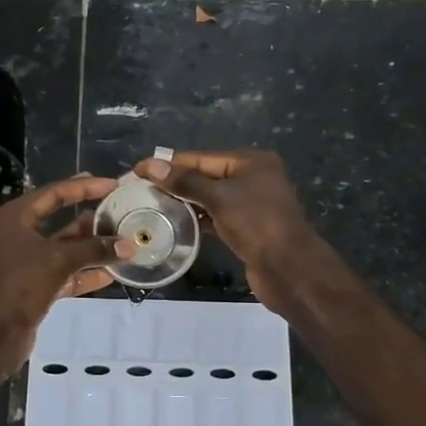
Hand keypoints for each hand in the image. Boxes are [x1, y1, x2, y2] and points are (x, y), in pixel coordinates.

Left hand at [0, 174, 132, 363]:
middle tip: (120, 210)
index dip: (84, 187)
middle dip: (91, 219)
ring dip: (91, 247)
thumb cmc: (21, 284)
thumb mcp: (59, 260)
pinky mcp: (34, 285)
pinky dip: (85, 272)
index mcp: (14, 217)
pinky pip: (64, 272)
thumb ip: (95, 249)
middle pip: (59, 219)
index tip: (112, 184)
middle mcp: (18, 235)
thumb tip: (130, 246)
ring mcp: (25, 261)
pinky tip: (111, 273)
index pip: (53, 193)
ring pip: (64, 248)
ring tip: (122, 240)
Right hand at [133, 149, 315, 312]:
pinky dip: (198, 219)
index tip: (138, 170)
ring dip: (184, 202)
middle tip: (141, 191)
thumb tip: (151, 165)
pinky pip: (216, 217)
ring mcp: (251, 204)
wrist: (288, 267)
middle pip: (205, 176)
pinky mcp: (247, 228)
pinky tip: (176, 224)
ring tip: (152, 206)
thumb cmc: (256, 223)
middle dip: (175, 183)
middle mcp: (253, 178)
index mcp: (251, 162)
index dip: (169, 164)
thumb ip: (185, 181)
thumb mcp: (219, 197)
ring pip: (210, 198)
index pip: (202, 158)